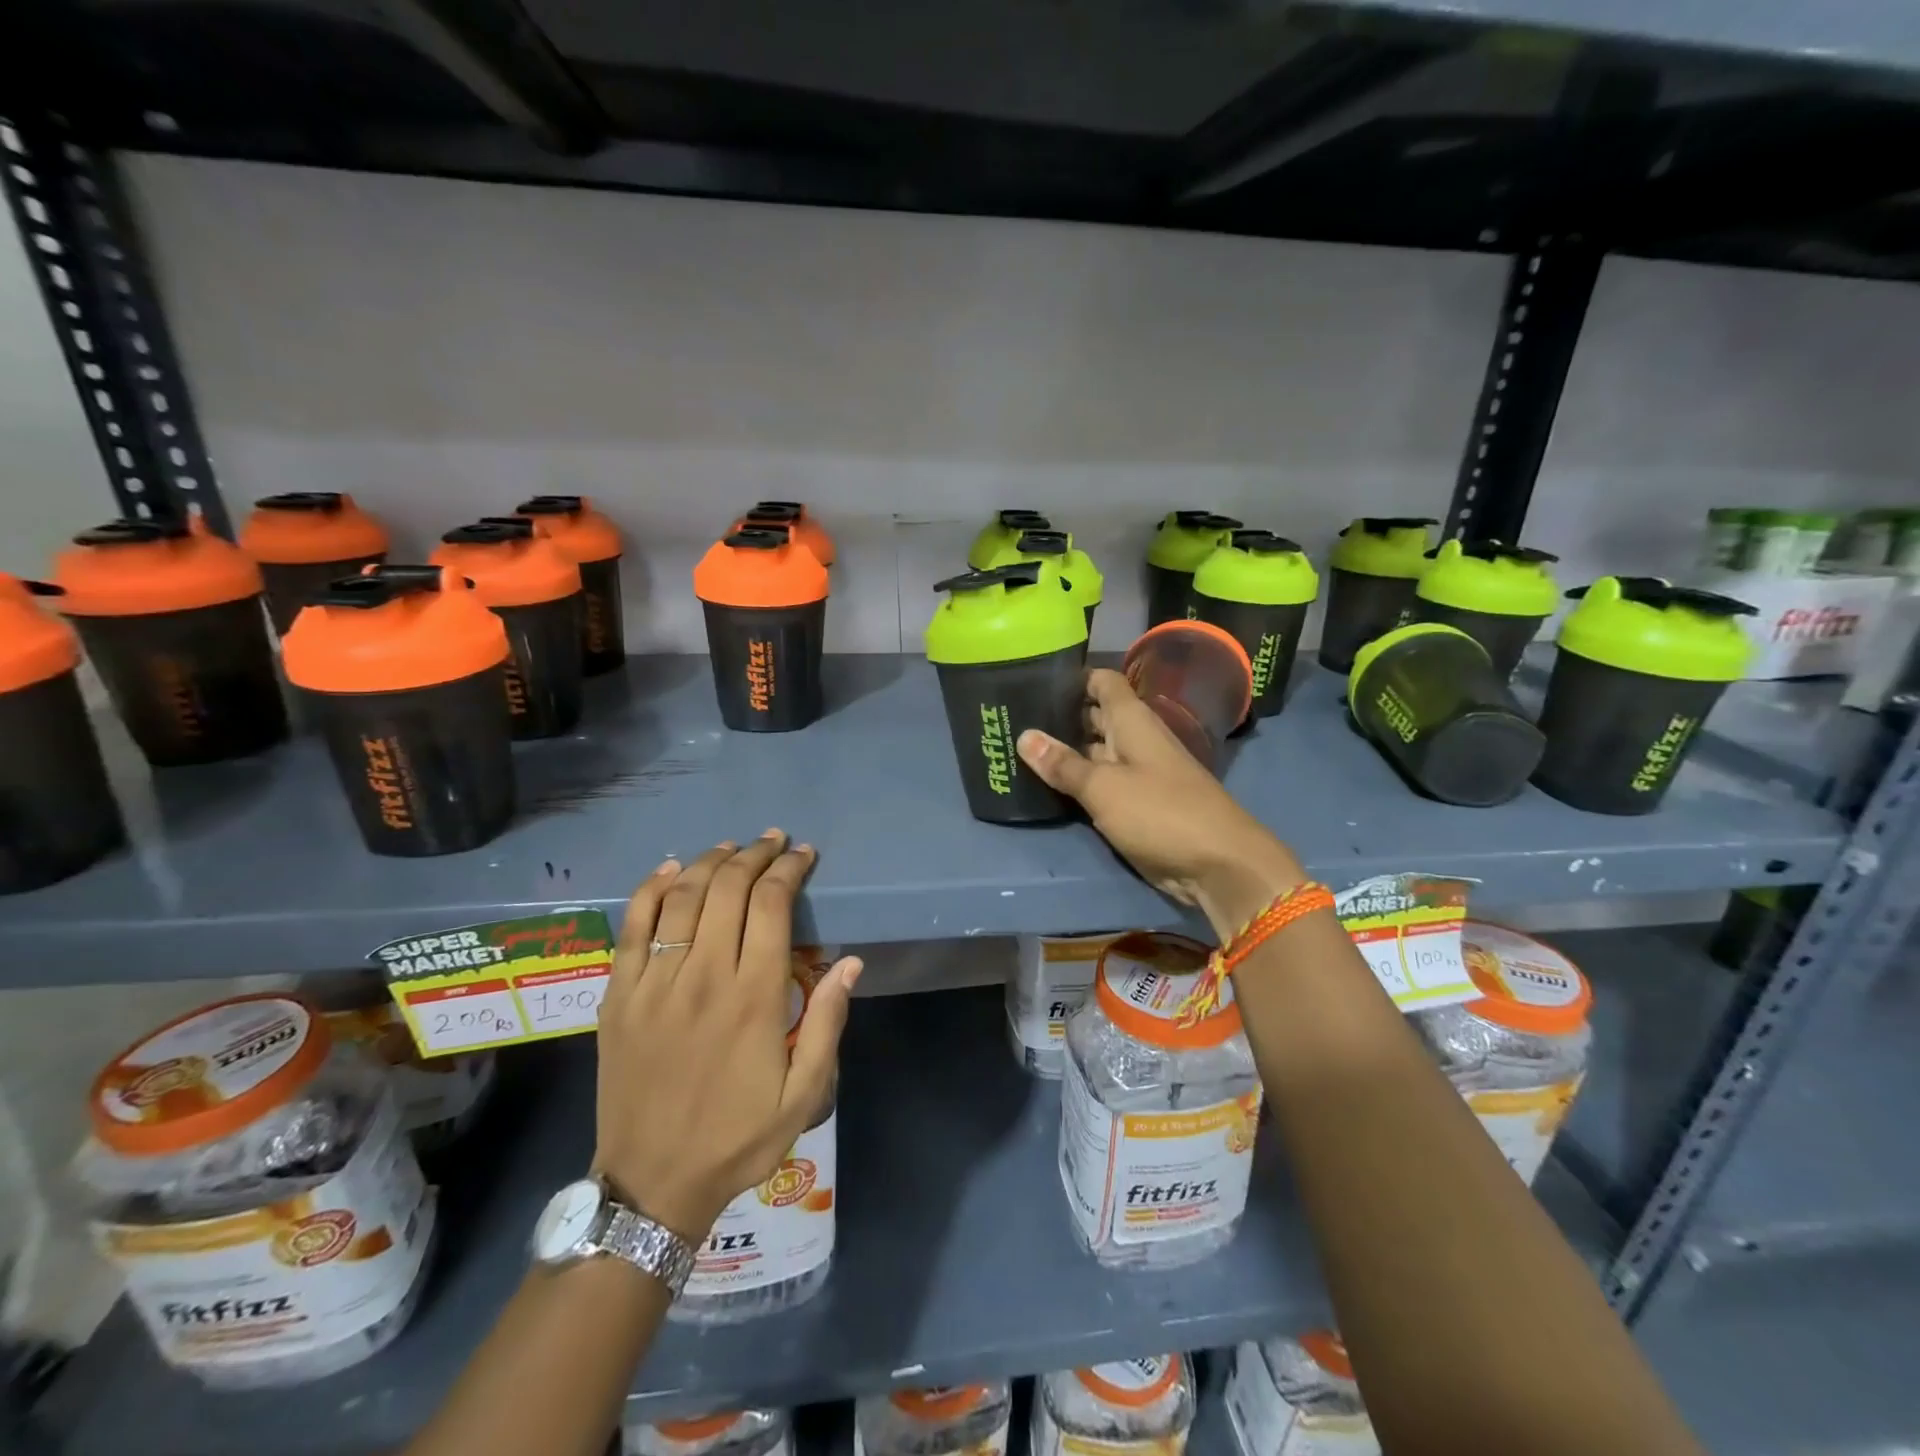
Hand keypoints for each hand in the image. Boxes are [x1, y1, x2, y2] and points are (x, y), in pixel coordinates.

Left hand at [593, 831, 861, 1241]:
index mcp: (753, 997)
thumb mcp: (803, 1095)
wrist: (652, 1184)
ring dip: (710, 861)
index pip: (772, 905)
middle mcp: (703, 976)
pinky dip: (651, 889)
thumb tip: (849, 963)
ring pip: (683, 898)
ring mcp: (654, 983)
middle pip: (728, 889)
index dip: (789, 869)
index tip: (803, 854)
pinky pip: (632, 927)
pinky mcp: (618, 996)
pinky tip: (670, 869)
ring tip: (732, 846)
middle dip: (755, 854)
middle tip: (773, 840)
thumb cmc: (737, 1138)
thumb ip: (827, 1024)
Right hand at [1018, 669, 1304, 940]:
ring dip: (1065, 753)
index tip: (1034, 680)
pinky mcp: (1138, 805)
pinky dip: (1078, 784)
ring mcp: (1138, 774)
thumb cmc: (1160, 812)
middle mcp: (1136, 740)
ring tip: (1019, 750)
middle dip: (1060, 717)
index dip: (1073, 678)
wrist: (1218, 864)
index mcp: (1133, 721)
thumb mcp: (1103, 787)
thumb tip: (1023, 736)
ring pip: (1096, 753)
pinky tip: (1046, 786)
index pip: (1103, 682)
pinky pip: (1102, 785)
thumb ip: (1063, 764)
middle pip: (1096, 717)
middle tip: (1012, 718)